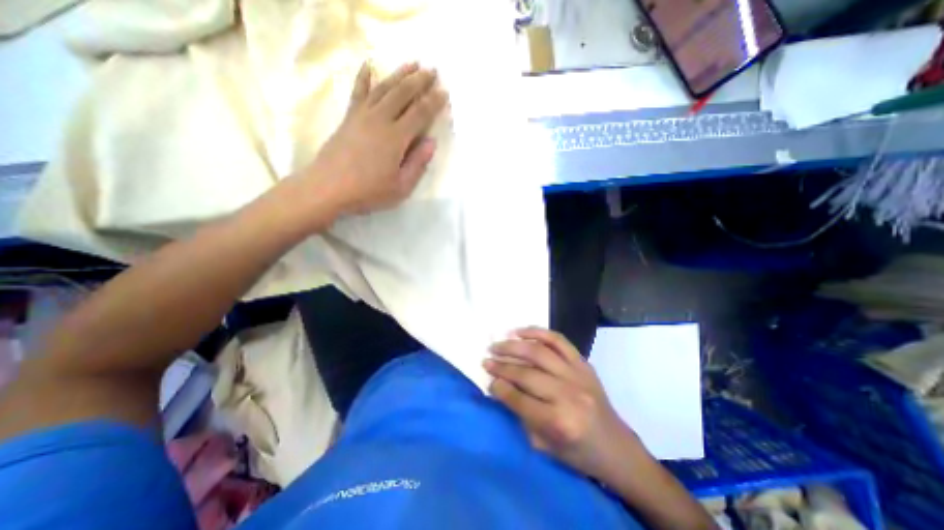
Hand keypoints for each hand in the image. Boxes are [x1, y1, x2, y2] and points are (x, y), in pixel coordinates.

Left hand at [304, 60, 446, 217]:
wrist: (328, 187)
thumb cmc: (369, 191)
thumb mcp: (401, 187)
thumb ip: (418, 164)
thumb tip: (431, 142)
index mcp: (396, 138)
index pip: (420, 114)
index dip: (433, 102)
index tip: (444, 92)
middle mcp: (380, 120)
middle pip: (403, 94)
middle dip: (419, 81)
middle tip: (433, 70)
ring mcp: (362, 115)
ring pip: (384, 88)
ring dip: (399, 74)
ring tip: (412, 63)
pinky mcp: (349, 117)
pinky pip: (358, 92)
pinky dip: (364, 77)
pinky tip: (368, 65)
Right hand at [487, 327, 633, 479]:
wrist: (616, 447)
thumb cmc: (578, 453)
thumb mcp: (544, 446)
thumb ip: (521, 415)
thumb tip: (500, 387)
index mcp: (559, 423)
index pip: (519, 399)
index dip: (499, 387)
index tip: (487, 378)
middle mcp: (568, 395)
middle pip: (526, 374)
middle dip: (501, 366)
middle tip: (486, 360)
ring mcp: (578, 375)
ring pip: (539, 352)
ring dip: (514, 346)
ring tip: (497, 344)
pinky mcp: (584, 363)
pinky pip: (558, 340)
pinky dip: (538, 332)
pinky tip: (521, 332)